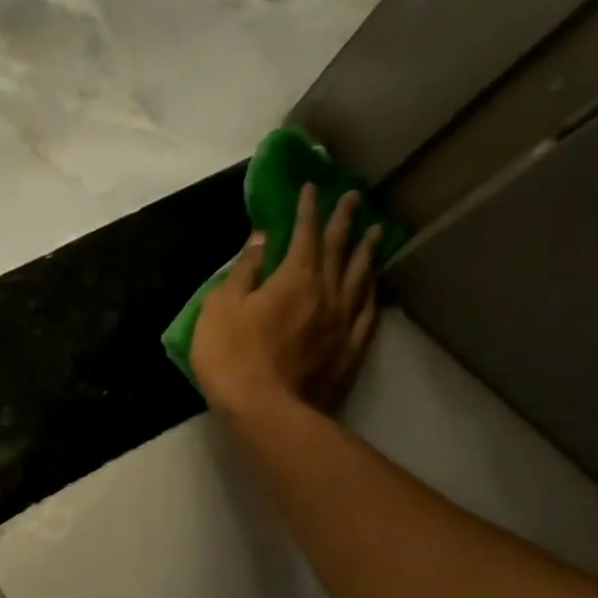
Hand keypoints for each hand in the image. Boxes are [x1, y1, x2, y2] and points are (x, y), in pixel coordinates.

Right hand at [191, 185, 381, 417]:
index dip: (307, 209)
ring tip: (376, 233)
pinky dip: (371, 295)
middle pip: (340, 250)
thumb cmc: (232, 356)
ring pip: (360, 278)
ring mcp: (343, 324)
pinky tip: (373, 288)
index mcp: (294, 278)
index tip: (312, 187)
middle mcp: (327, 293)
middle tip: (354, 198)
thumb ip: (243, 271)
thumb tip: (263, 239)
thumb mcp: (221, 308)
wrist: (266, 411)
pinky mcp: (349, 352)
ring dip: (367, 252)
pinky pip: (366, 314)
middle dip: (344, 221)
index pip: (304, 234)